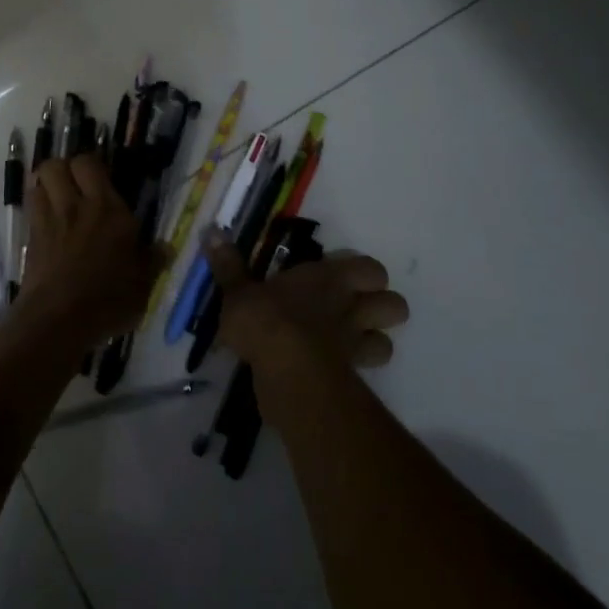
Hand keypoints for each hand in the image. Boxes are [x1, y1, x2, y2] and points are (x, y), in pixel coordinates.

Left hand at [13, 155, 162, 360]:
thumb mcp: (142, 284)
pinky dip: (37, 210)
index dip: (92, 165)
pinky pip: (31, 210)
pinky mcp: (29, 241)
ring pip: (37, 183)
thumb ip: (153, 261)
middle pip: (55, 165)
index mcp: (107, 209)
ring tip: (59, 201)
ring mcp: (47, 222)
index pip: (89, 164)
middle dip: (63, 168)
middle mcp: (74, 206)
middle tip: (77, 186)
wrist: (57, 322)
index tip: (102, 179)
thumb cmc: (107, 299)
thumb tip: (166, 248)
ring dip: (46, 186)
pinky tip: (50, 226)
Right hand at [205, 234, 409, 386]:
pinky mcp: (350, 377)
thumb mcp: (238, 291)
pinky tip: (334, 371)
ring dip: (374, 342)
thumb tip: (212, 231)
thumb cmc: (266, 320)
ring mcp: (355, 344)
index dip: (366, 275)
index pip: (372, 269)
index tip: (345, 280)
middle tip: (354, 311)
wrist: (286, 370)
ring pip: (388, 342)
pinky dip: (355, 372)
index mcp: (330, 278)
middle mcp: (351, 307)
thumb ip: (228, 265)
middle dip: (382, 309)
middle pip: (396, 306)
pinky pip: (365, 373)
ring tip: (349, 343)